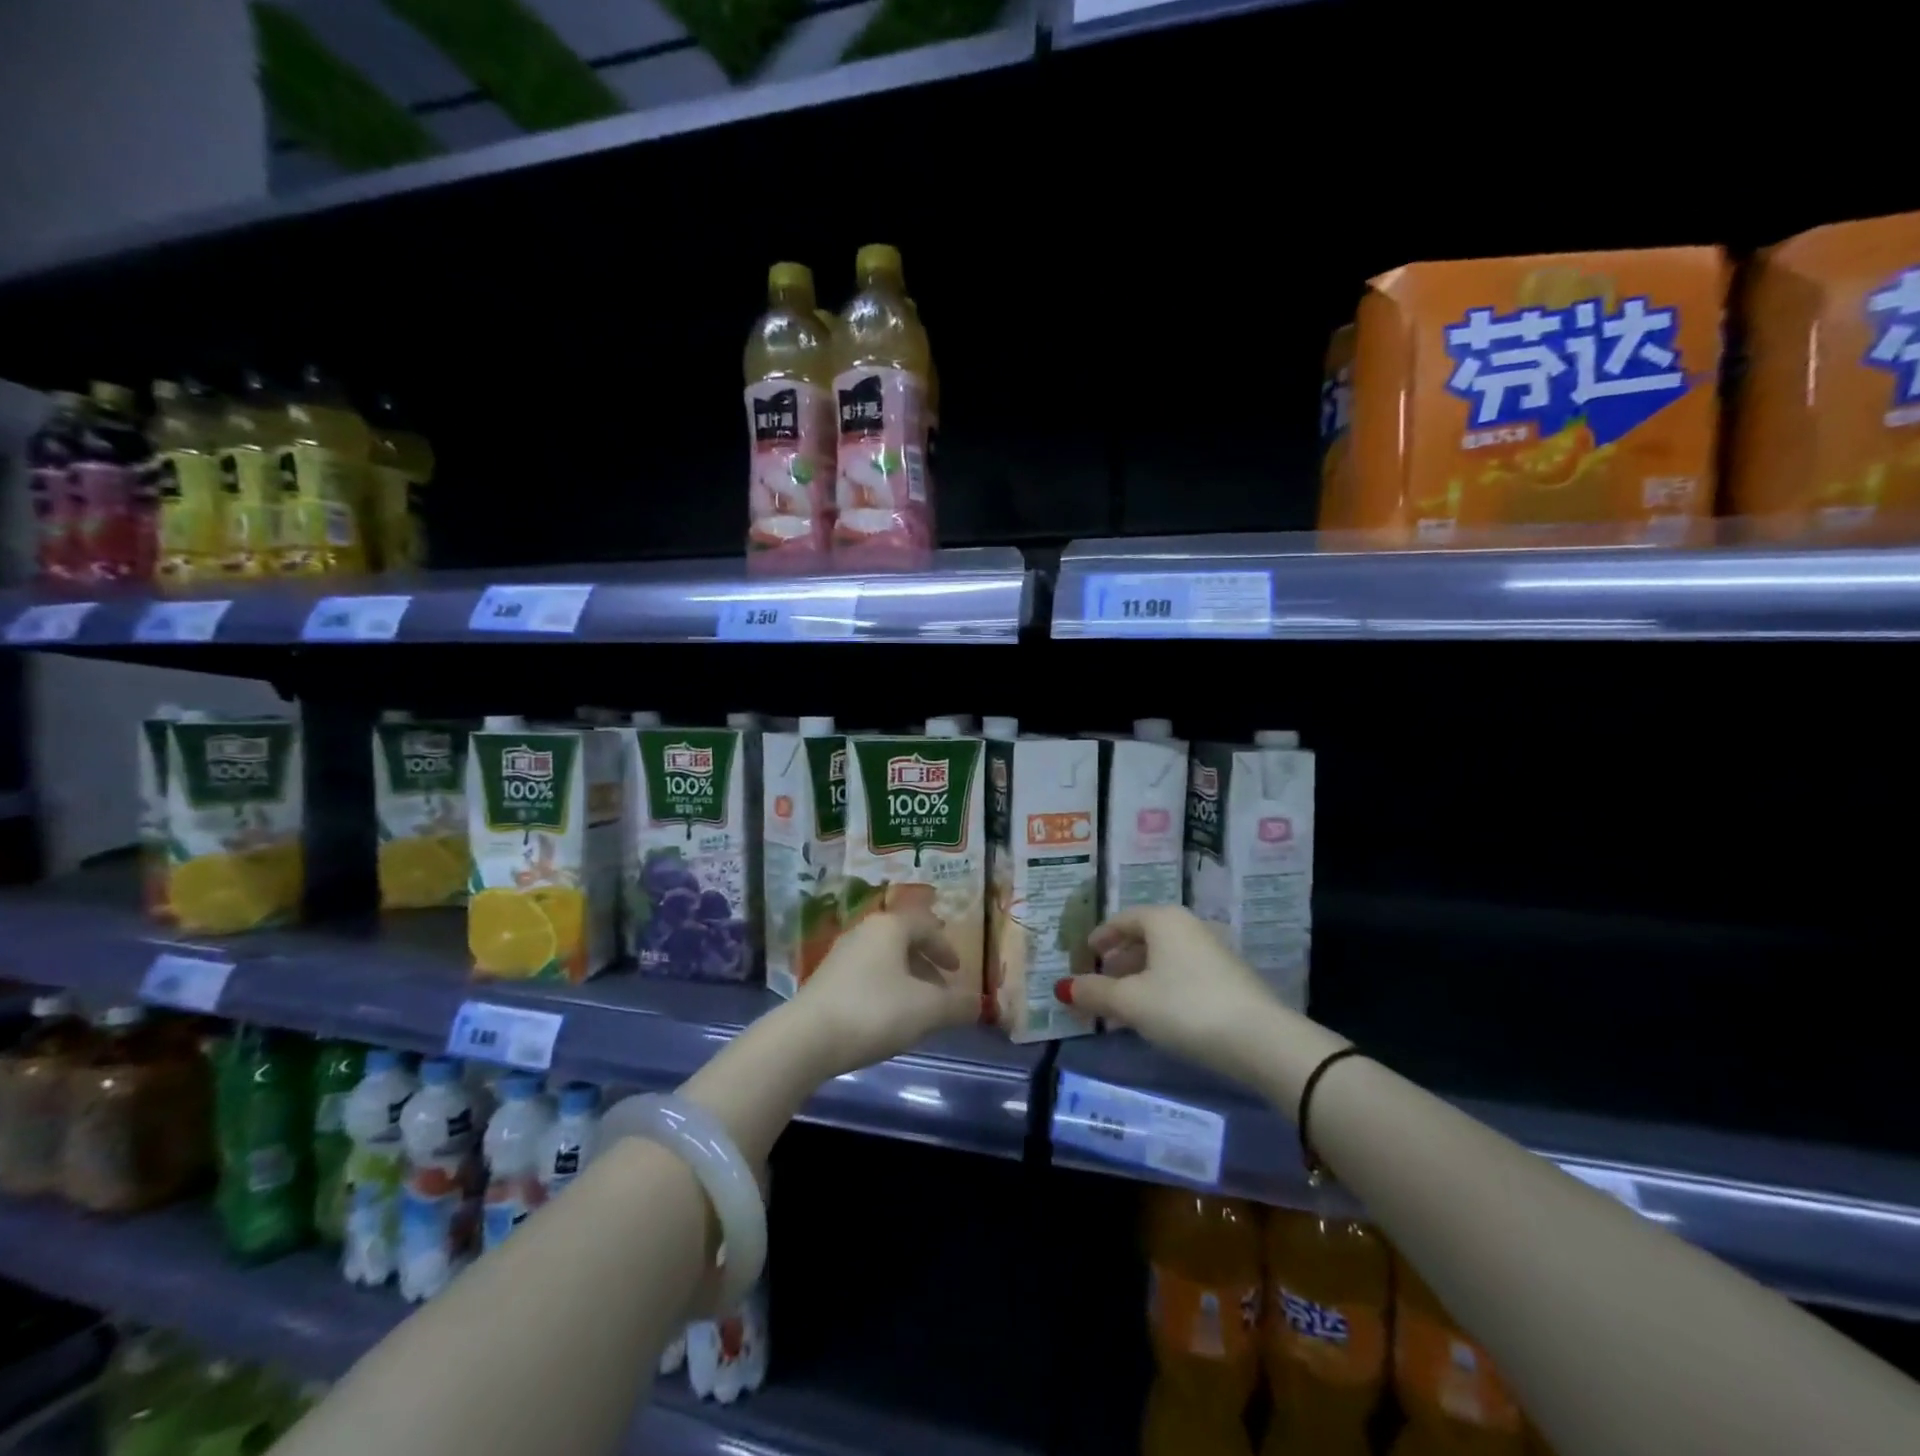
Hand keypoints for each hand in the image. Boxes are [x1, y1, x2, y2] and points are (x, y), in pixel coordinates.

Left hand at [790, 910, 974, 1076]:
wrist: (806, 1039)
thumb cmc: (874, 1012)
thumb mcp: (927, 1010)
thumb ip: (957, 1005)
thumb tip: (977, 1003)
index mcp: (890, 927)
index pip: (926, 925)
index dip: (946, 947)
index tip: (957, 972)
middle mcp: (864, 932)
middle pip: (904, 941)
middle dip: (926, 966)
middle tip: (941, 992)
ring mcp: (841, 955)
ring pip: (884, 960)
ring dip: (905, 980)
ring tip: (916, 1010)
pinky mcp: (825, 980)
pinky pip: (865, 977)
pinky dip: (884, 991)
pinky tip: (886, 1019)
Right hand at [1064, 905, 1281, 1076]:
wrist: (1260, 1040)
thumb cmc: (1184, 1008)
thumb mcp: (1130, 1003)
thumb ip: (1095, 992)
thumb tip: (1064, 988)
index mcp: (1162, 920)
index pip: (1122, 920)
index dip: (1100, 938)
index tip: (1085, 956)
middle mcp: (1188, 926)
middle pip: (1144, 938)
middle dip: (1119, 961)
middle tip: (1101, 984)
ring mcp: (1212, 951)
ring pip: (1164, 958)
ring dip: (1140, 978)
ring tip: (1124, 1006)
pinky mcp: (1229, 978)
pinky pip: (1183, 974)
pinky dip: (1163, 987)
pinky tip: (1157, 1016)